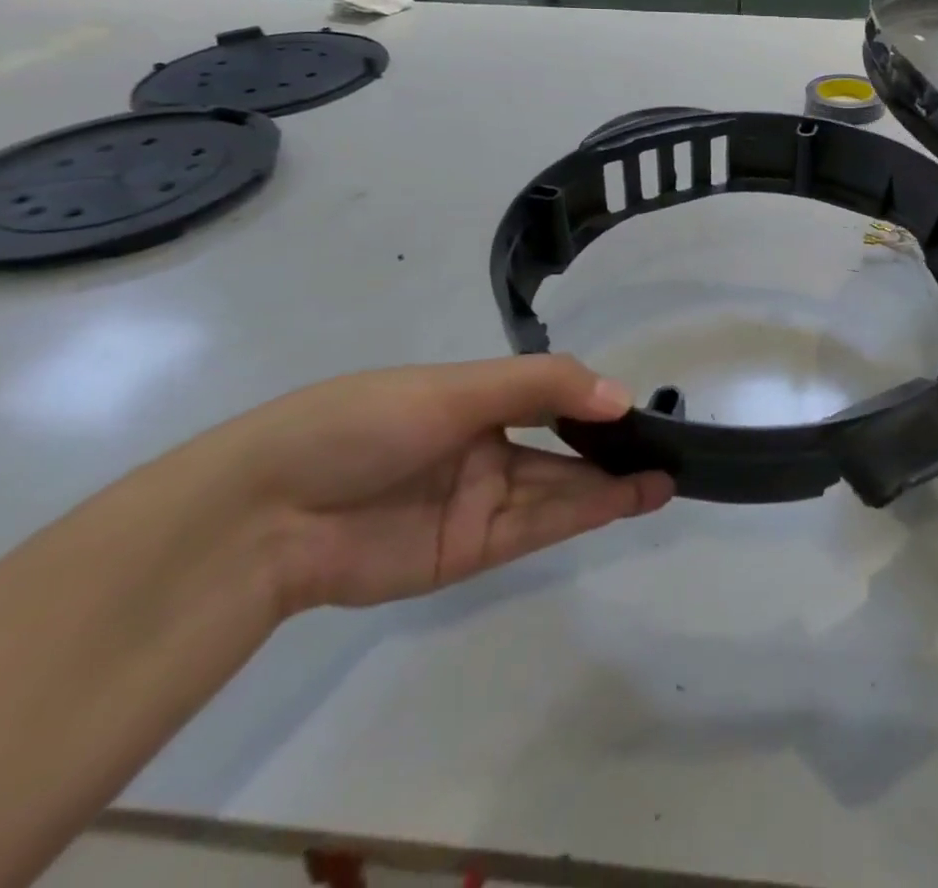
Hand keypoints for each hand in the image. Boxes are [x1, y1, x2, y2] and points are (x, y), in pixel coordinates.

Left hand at [204, 357, 673, 614]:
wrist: (270, 514)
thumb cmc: (364, 424)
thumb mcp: (456, 390)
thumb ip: (540, 387)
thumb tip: (619, 396)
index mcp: (473, 398)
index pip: (549, 394)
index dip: (593, 401)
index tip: (638, 406)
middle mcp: (482, 446)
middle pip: (560, 446)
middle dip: (611, 446)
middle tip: (667, 446)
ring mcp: (478, 500)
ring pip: (558, 488)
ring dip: (610, 483)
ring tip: (665, 477)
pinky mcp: (470, 550)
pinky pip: (539, 525)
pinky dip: (584, 513)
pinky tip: (626, 497)